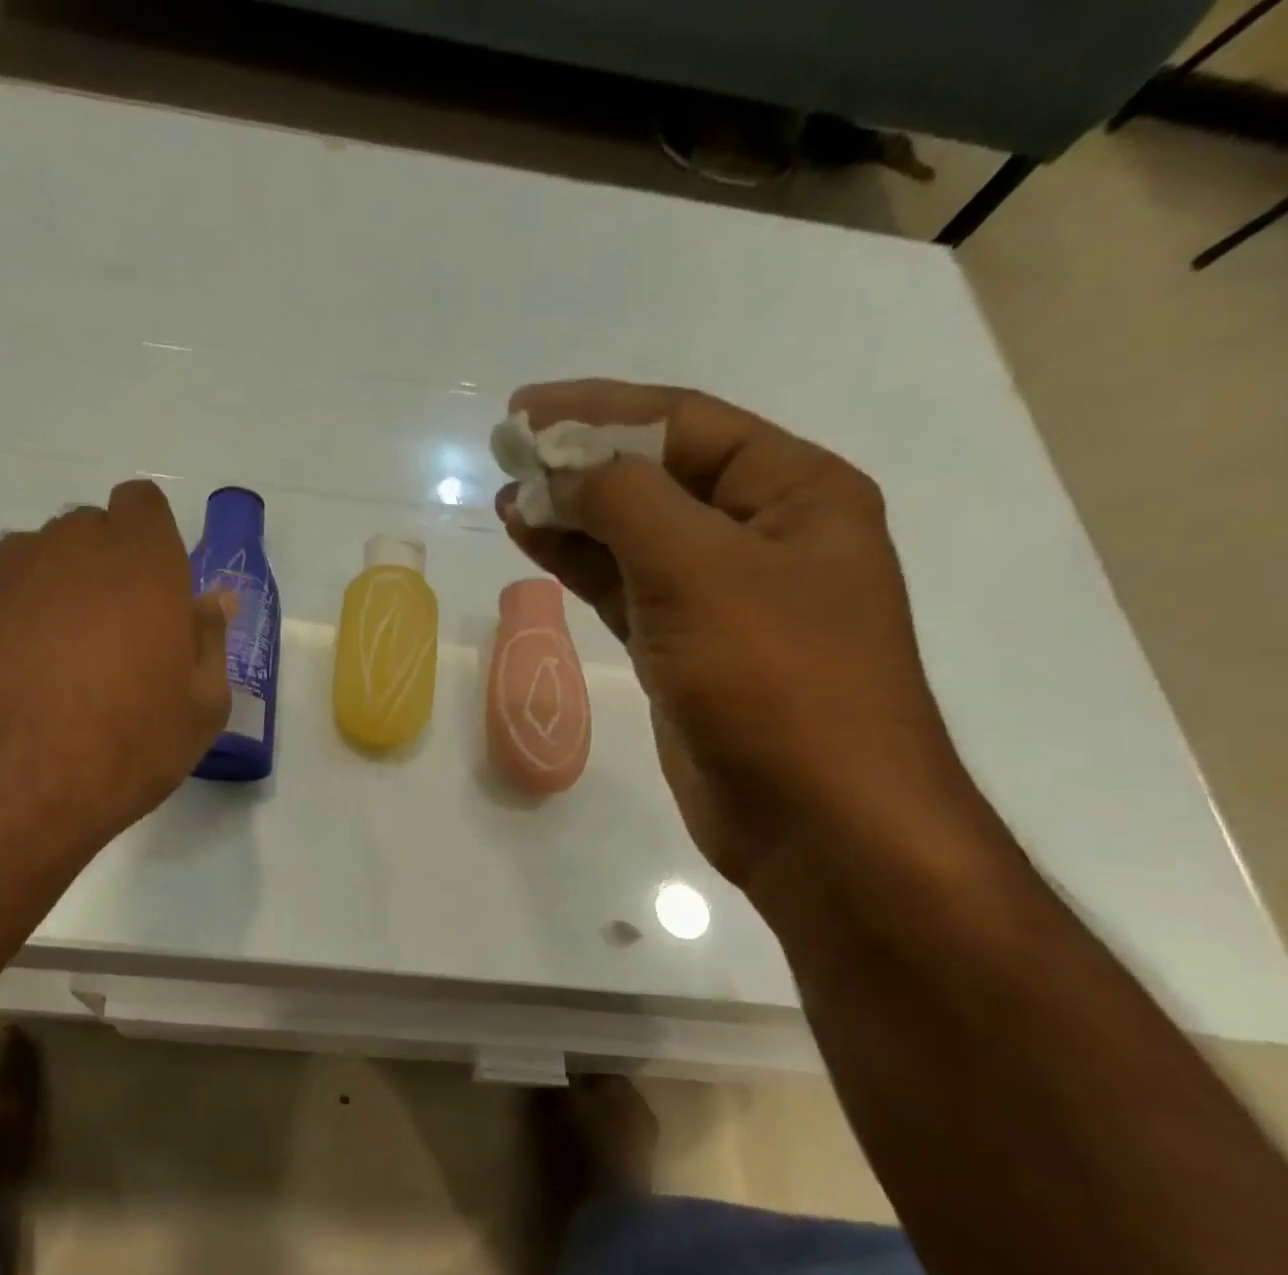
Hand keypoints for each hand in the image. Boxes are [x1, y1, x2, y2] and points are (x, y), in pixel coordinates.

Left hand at [0, 479, 234, 857]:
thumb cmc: (122, 747)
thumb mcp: (200, 708)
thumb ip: (209, 640)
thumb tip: (213, 600)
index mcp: (138, 562)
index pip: (143, 506)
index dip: (150, 541)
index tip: (153, 592)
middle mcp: (64, 548)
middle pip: (87, 534)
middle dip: (102, 573)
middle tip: (108, 645)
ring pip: (33, 565)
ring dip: (49, 599)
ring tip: (48, 673)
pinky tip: (2, 688)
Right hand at [498, 380, 976, 887]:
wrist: (816, 817)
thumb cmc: (775, 679)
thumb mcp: (699, 569)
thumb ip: (625, 502)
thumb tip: (563, 468)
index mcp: (793, 492)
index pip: (684, 424)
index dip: (600, 409)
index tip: (526, 410)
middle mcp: (761, 534)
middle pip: (657, 476)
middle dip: (581, 460)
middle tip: (507, 448)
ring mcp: (720, 596)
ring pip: (633, 535)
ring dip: (571, 513)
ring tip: (507, 494)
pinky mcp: (685, 648)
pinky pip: (624, 587)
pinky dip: (579, 564)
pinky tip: (534, 542)